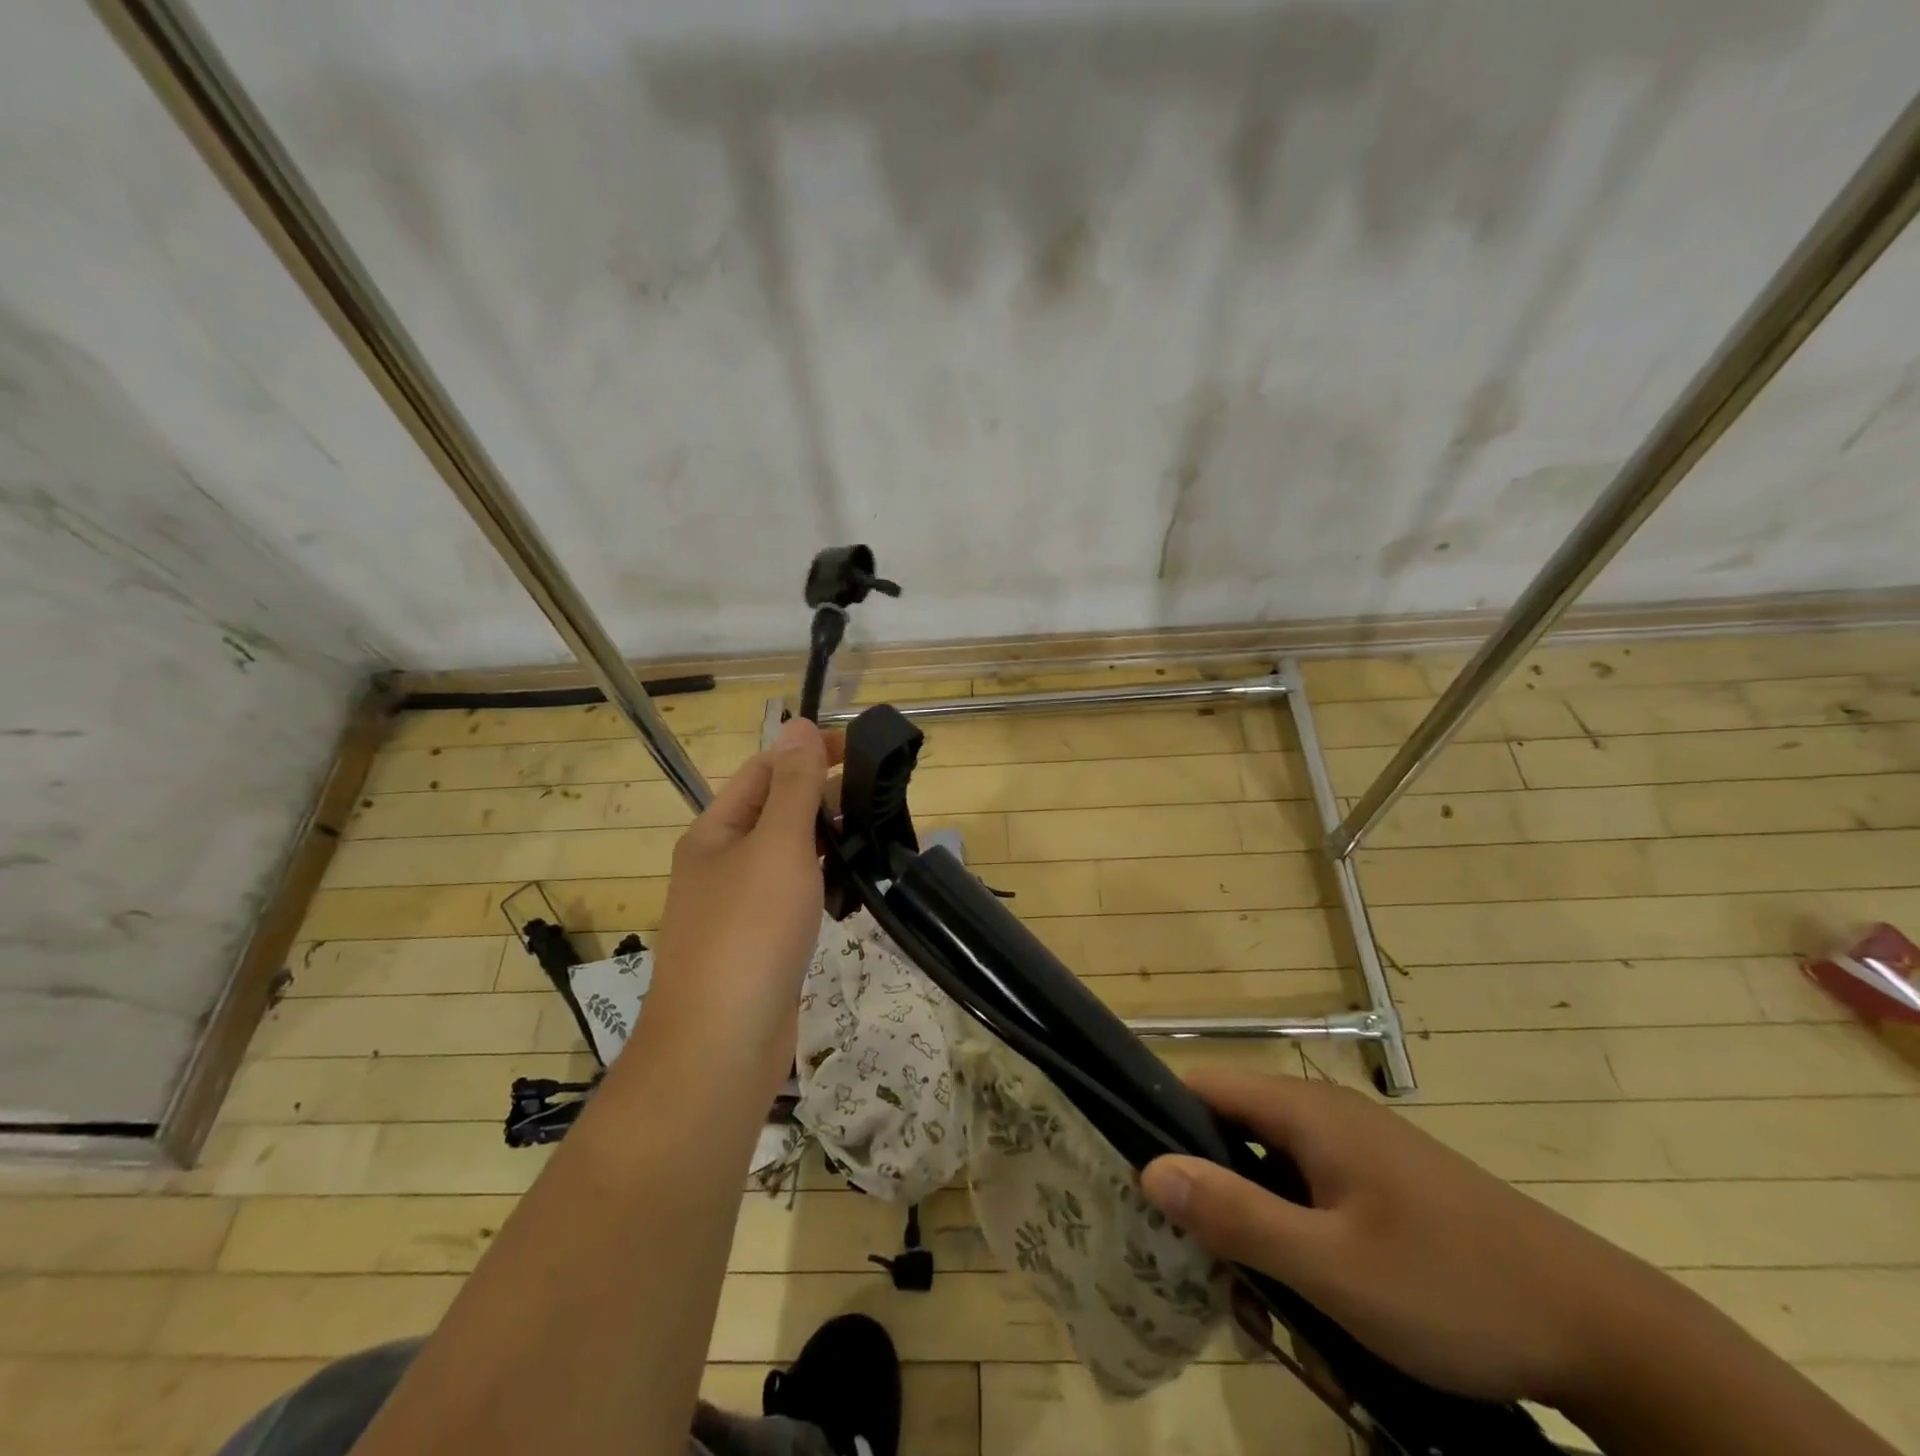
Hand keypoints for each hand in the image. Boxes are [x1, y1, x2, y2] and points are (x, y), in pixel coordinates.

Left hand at [643, 718, 840, 1096]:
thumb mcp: (776, 845)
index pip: (765, 770)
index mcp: (715, 831)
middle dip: (824, 797)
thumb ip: (794, 787)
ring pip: (790, 856)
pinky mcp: (762, 943)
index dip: (808, 752)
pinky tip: (855, 887)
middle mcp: (722, 863)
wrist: (721, 1045)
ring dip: (828, 840)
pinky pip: (796, 896)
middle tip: (880, 796)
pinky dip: (825, 883)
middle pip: (777, 811)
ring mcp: (740, 907)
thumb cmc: (748, 931)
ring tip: (876, 834)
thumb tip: (797, 724)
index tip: (860, 749)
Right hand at [1140, 1070, 1661, 1407]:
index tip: (1141, 1188)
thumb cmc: (1451, 1286)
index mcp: (1305, 1111)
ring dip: (1260, 1242)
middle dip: (1214, 1207)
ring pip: (1274, 1182)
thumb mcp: (1332, 1266)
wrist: (1602, 1330)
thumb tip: (1150, 1168)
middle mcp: (1325, 1116)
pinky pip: (1314, 1205)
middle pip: (1233, 1139)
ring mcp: (1359, 1153)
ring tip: (1273, 1319)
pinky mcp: (1385, 1190)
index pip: (1201, 1087)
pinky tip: (1322, 1316)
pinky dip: (1301, 1249)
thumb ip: (1236, 1214)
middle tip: (1213, 1280)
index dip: (1162, 1125)